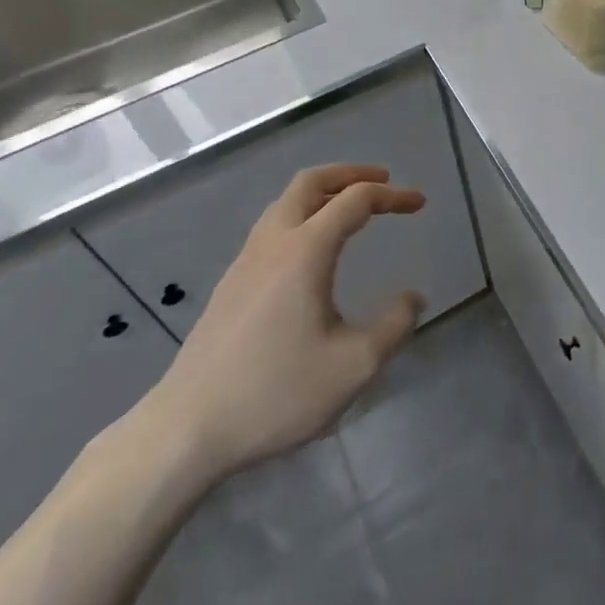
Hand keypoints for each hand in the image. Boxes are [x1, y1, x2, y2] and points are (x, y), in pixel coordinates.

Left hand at [140, 163, 425, 482]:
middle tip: (382, 180)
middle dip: (350, 173)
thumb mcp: (353, 366)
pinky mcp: (230, 284)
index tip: (419, 203)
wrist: (185, 431)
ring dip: (323, 193)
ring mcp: (245, 261)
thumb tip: (413, 298)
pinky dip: (303, 216)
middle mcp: (273, 243)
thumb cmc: (275, 393)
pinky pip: (273, 227)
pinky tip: (313, 251)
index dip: (392, 195)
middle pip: (311, 182)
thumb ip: (394, 326)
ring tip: (350, 209)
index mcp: (305, 251)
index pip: (355, 200)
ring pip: (286, 202)